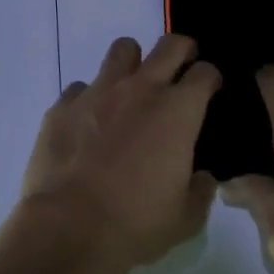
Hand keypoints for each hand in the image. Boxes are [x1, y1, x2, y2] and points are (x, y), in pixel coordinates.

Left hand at [21, 35, 222, 266]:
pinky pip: (81, 87)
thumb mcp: (186, 218)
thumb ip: (201, 191)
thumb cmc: (136, 222)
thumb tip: (202, 178)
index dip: (210, 78)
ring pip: (122, 50)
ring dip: (132, 63)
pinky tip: (89, 122)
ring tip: (131, 88)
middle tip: (181, 68)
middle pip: (170, 45)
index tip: (209, 90)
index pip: (205, 73)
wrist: (69, 227)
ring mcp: (98, 92)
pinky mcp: (63, 105)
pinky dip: (89, 99)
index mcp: (178, 110)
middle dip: (181, 51)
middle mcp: (140, 89)